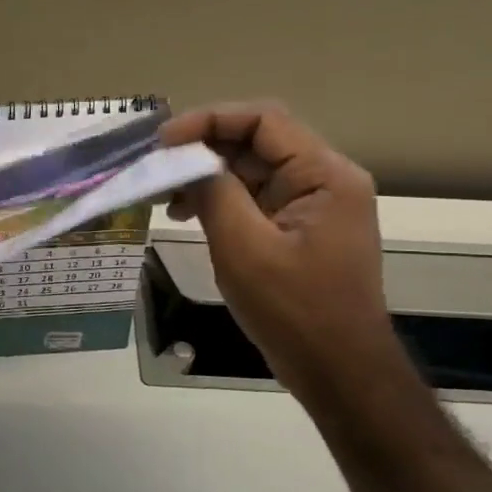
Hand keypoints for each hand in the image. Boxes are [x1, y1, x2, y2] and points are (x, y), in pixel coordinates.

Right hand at [161, 102, 403, 402]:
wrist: (337, 371)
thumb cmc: (294, 310)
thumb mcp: (244, 248)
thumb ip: (214, 194)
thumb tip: (185, 161)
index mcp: (324, 174)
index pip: (263, 120)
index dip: (208, 120)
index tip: (163, 142)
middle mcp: (323, 179)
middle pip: (256, 142)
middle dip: (201, 149)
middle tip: (154, 167)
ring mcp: (311, 204)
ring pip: (250, 170)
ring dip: (205, 175)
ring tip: (163, 196)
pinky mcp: (297, 228)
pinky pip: (253, 198)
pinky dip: (217, 199)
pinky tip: (185, 214)